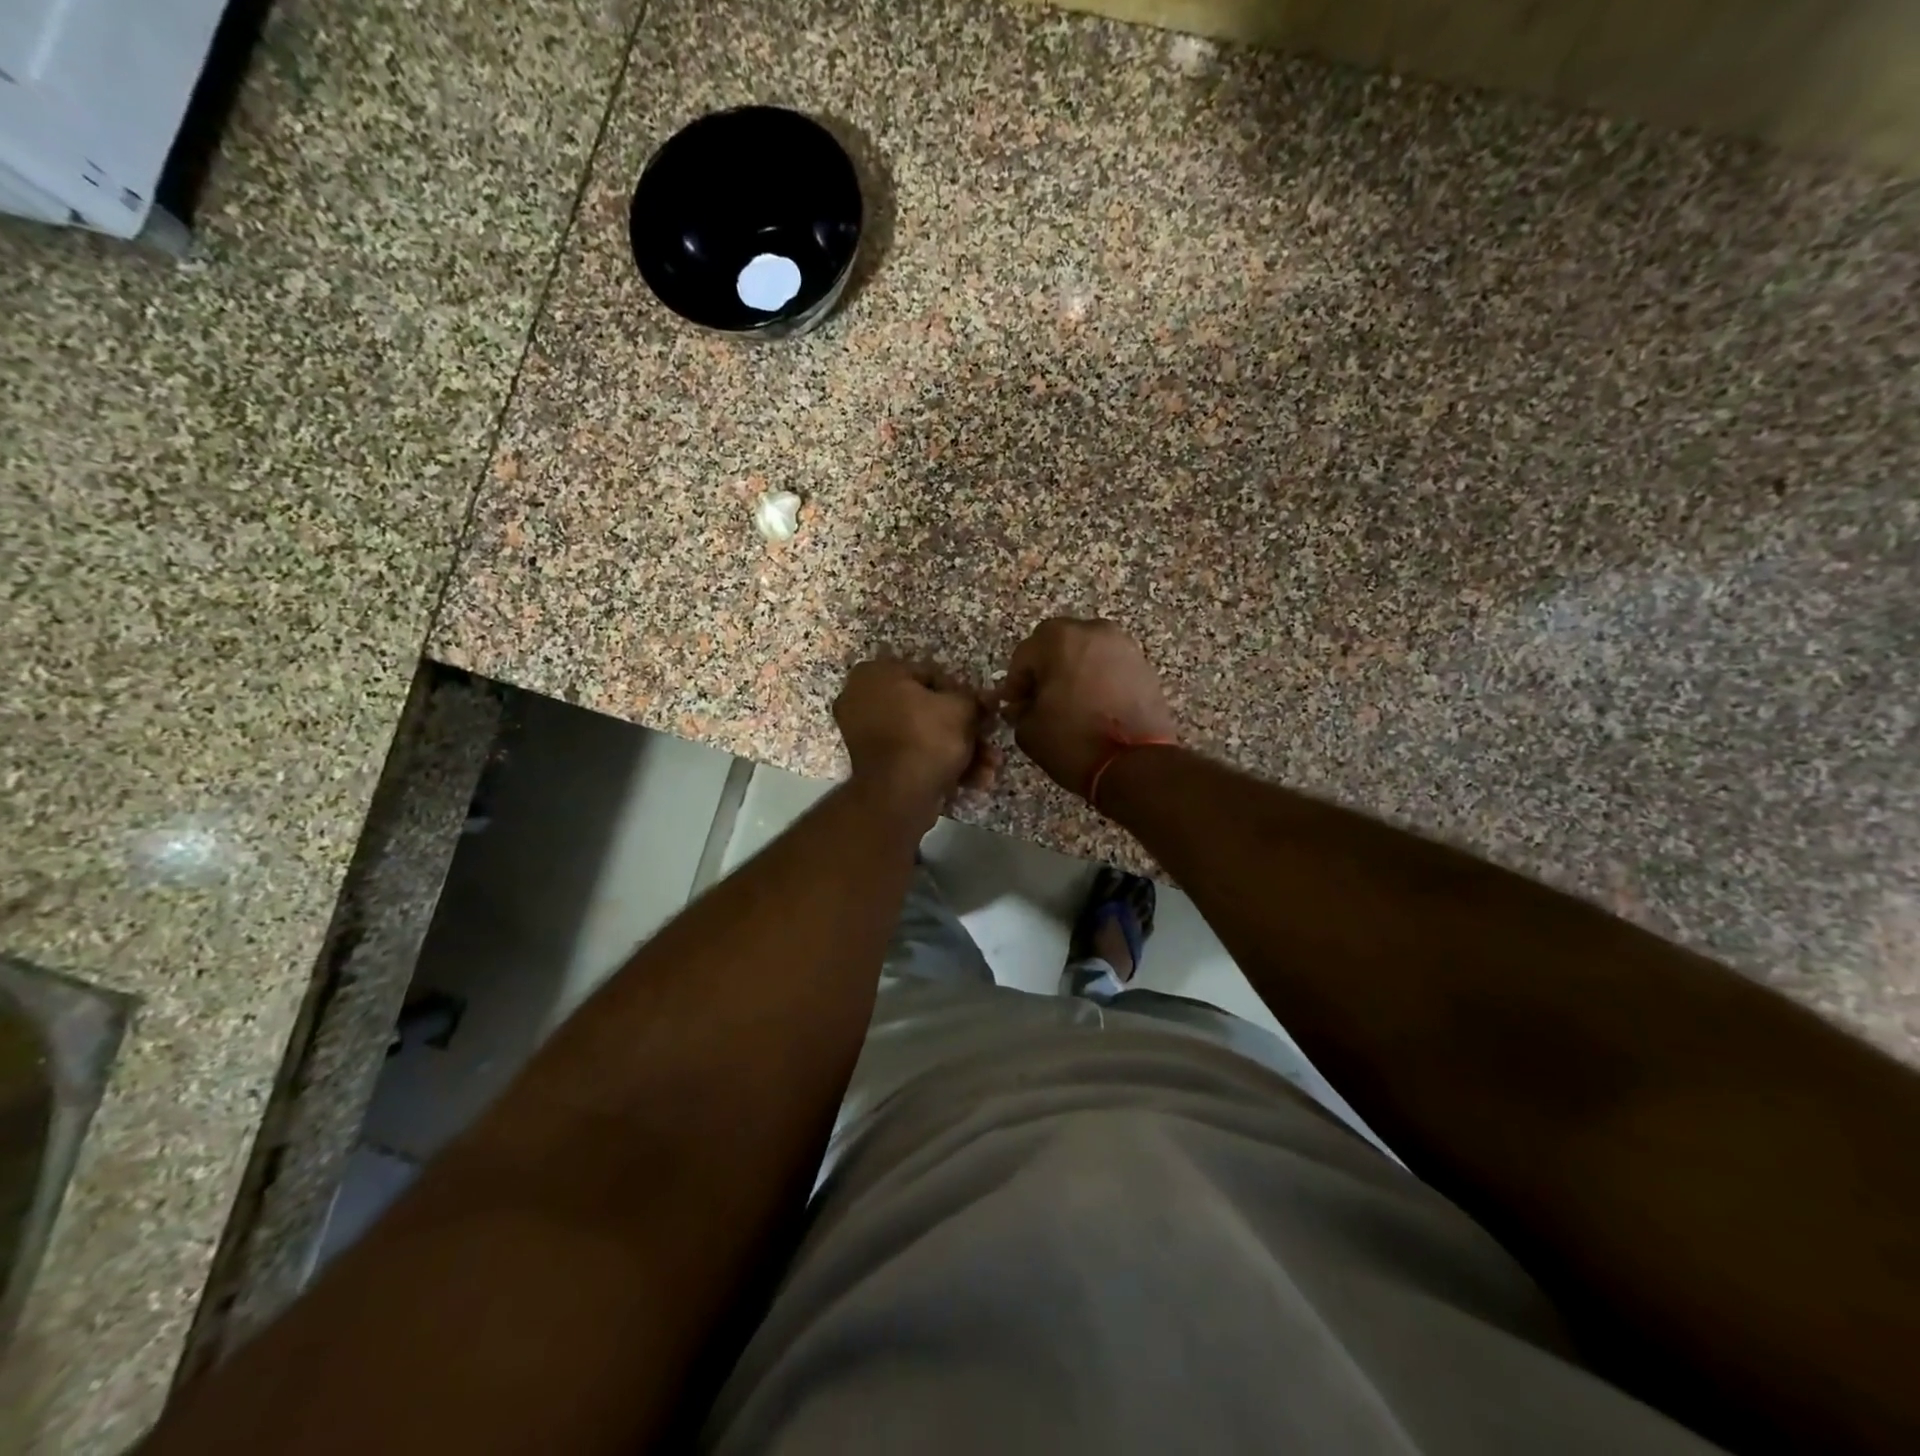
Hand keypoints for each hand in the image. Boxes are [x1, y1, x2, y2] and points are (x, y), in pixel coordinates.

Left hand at [834, 658, 999, 817]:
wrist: (899, 795)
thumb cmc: (927, 737)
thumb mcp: (962, 708)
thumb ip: (975, 699)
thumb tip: (986, 699)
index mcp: (875, 674)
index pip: (929, 674)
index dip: (962, 693)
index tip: (982, 711)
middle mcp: (862, 699)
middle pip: (927, 709)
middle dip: (964, 728)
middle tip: (989, 739)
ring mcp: (864, 735)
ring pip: (922, 736)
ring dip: (960, 750)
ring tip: (990, 766)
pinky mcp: (873, 766)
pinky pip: (911, 756)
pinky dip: (940, 765)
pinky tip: (973, 780)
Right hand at [997, 618, 1177, 796]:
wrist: (1136, 764)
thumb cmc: (1074, 742)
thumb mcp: (1029, 730)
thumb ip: (1019, 710)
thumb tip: (1022, 706)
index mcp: (1059, 639)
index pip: (1024, 655)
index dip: (1015, 683)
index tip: (1014, 706)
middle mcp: (1093, 631)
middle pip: (1058, 644)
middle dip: (1045, 669)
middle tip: (1039, 700)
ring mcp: (1124, 646)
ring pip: (1087, 652)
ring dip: (1073, 671)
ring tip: (1069, 703)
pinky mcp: (1144, 666)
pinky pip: (1110, 665)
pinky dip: (1098, 679)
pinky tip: (1094, 706)